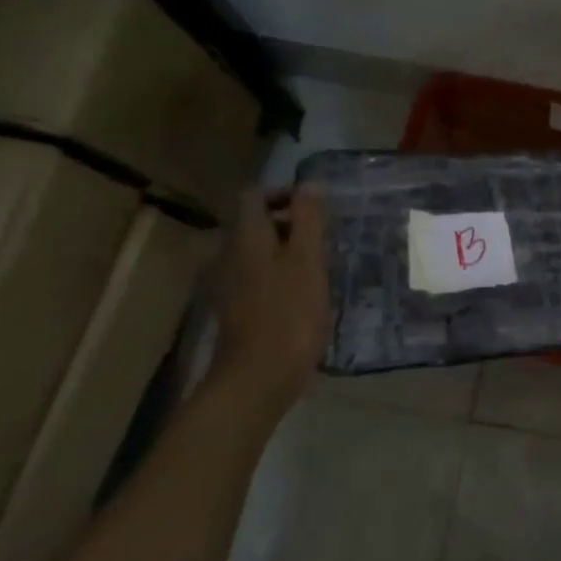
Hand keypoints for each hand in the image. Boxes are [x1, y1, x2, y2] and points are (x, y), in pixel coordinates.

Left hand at [210, 187, 330, 408]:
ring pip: (261, 251)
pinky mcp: (241, 308)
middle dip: (291, 222)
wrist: (259, 376)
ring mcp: (233, 284)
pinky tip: (309, 292)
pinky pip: (262, 276)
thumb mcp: (307, 261)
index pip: (255, 196)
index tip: (317, 207)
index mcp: (247, 238)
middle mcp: (232, 255)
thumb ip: (309, 220)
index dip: (284, 194)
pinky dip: (284, 274)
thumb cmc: (289, 313)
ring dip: (291, 250)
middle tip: (328, 236)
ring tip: (324, 263)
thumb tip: (311, 184)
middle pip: (257, 223)